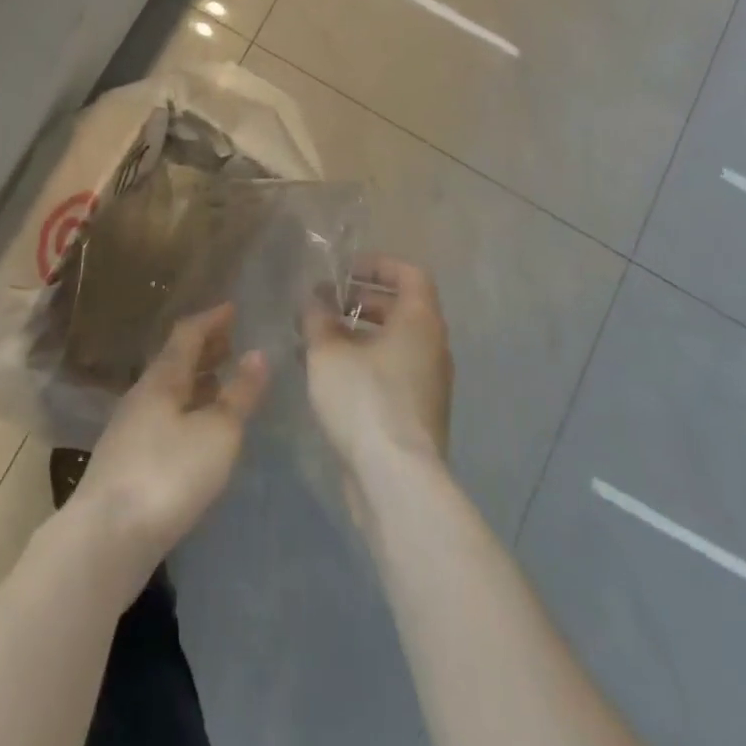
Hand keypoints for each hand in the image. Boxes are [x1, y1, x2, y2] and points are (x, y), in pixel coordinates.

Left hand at [72, 303, 268, 573]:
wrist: (106, 538)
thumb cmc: (168, 474)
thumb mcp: (218, 432)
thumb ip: (240, 394)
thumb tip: (258, 354)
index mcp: (163, 378)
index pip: (187, 334)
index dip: (211, 319)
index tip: (233, 308)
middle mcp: (143, 395)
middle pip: (175, 361)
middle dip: (205, 348)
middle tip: (232, 341)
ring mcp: (130, 429)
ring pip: (169, 391)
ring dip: (196, 381)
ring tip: (221, 381)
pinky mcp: (127, 462)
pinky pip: (164, 418)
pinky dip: (187, 409)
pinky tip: (198, 430)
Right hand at [303, 255, 453, 501]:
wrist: (396, 480)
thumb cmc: (365, 400)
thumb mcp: (328, 352)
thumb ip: (318, 319)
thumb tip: (313, 301)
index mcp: (420, 321)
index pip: (410, 274)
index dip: (377, 265)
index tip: (344, 270)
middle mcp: (432, 346)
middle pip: (401, 308)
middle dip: (361, 300)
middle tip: (324, 303)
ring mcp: (428, 383)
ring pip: (394, 343)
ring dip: (358, 334)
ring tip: (317, 338)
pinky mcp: (417, 413)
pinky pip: (391, 372)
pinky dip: (364, 362)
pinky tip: (328, 375)